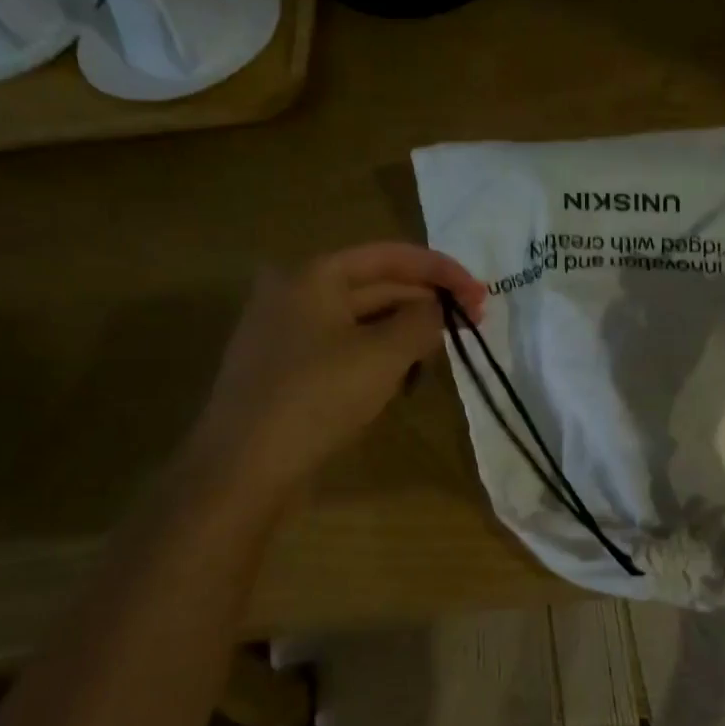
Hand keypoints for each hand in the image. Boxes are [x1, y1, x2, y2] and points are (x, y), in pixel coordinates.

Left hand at [180, 243, 486, 513]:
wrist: (243, 469)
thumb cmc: (317, 397)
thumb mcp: (384, 354)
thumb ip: (422, 321)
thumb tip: (436, 310)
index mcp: (313, 275)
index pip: (391, 256)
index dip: (442, 271)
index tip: (481, 294)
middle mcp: (295, 293)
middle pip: (377, 285)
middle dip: (427, 302)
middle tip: (474, 322)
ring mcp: (287, 333)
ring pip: (363, 320)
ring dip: (406, 331)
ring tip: (443, 350)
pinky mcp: (288, 370)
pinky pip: (346, 348)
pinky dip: (380, 355)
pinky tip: (404, 377)